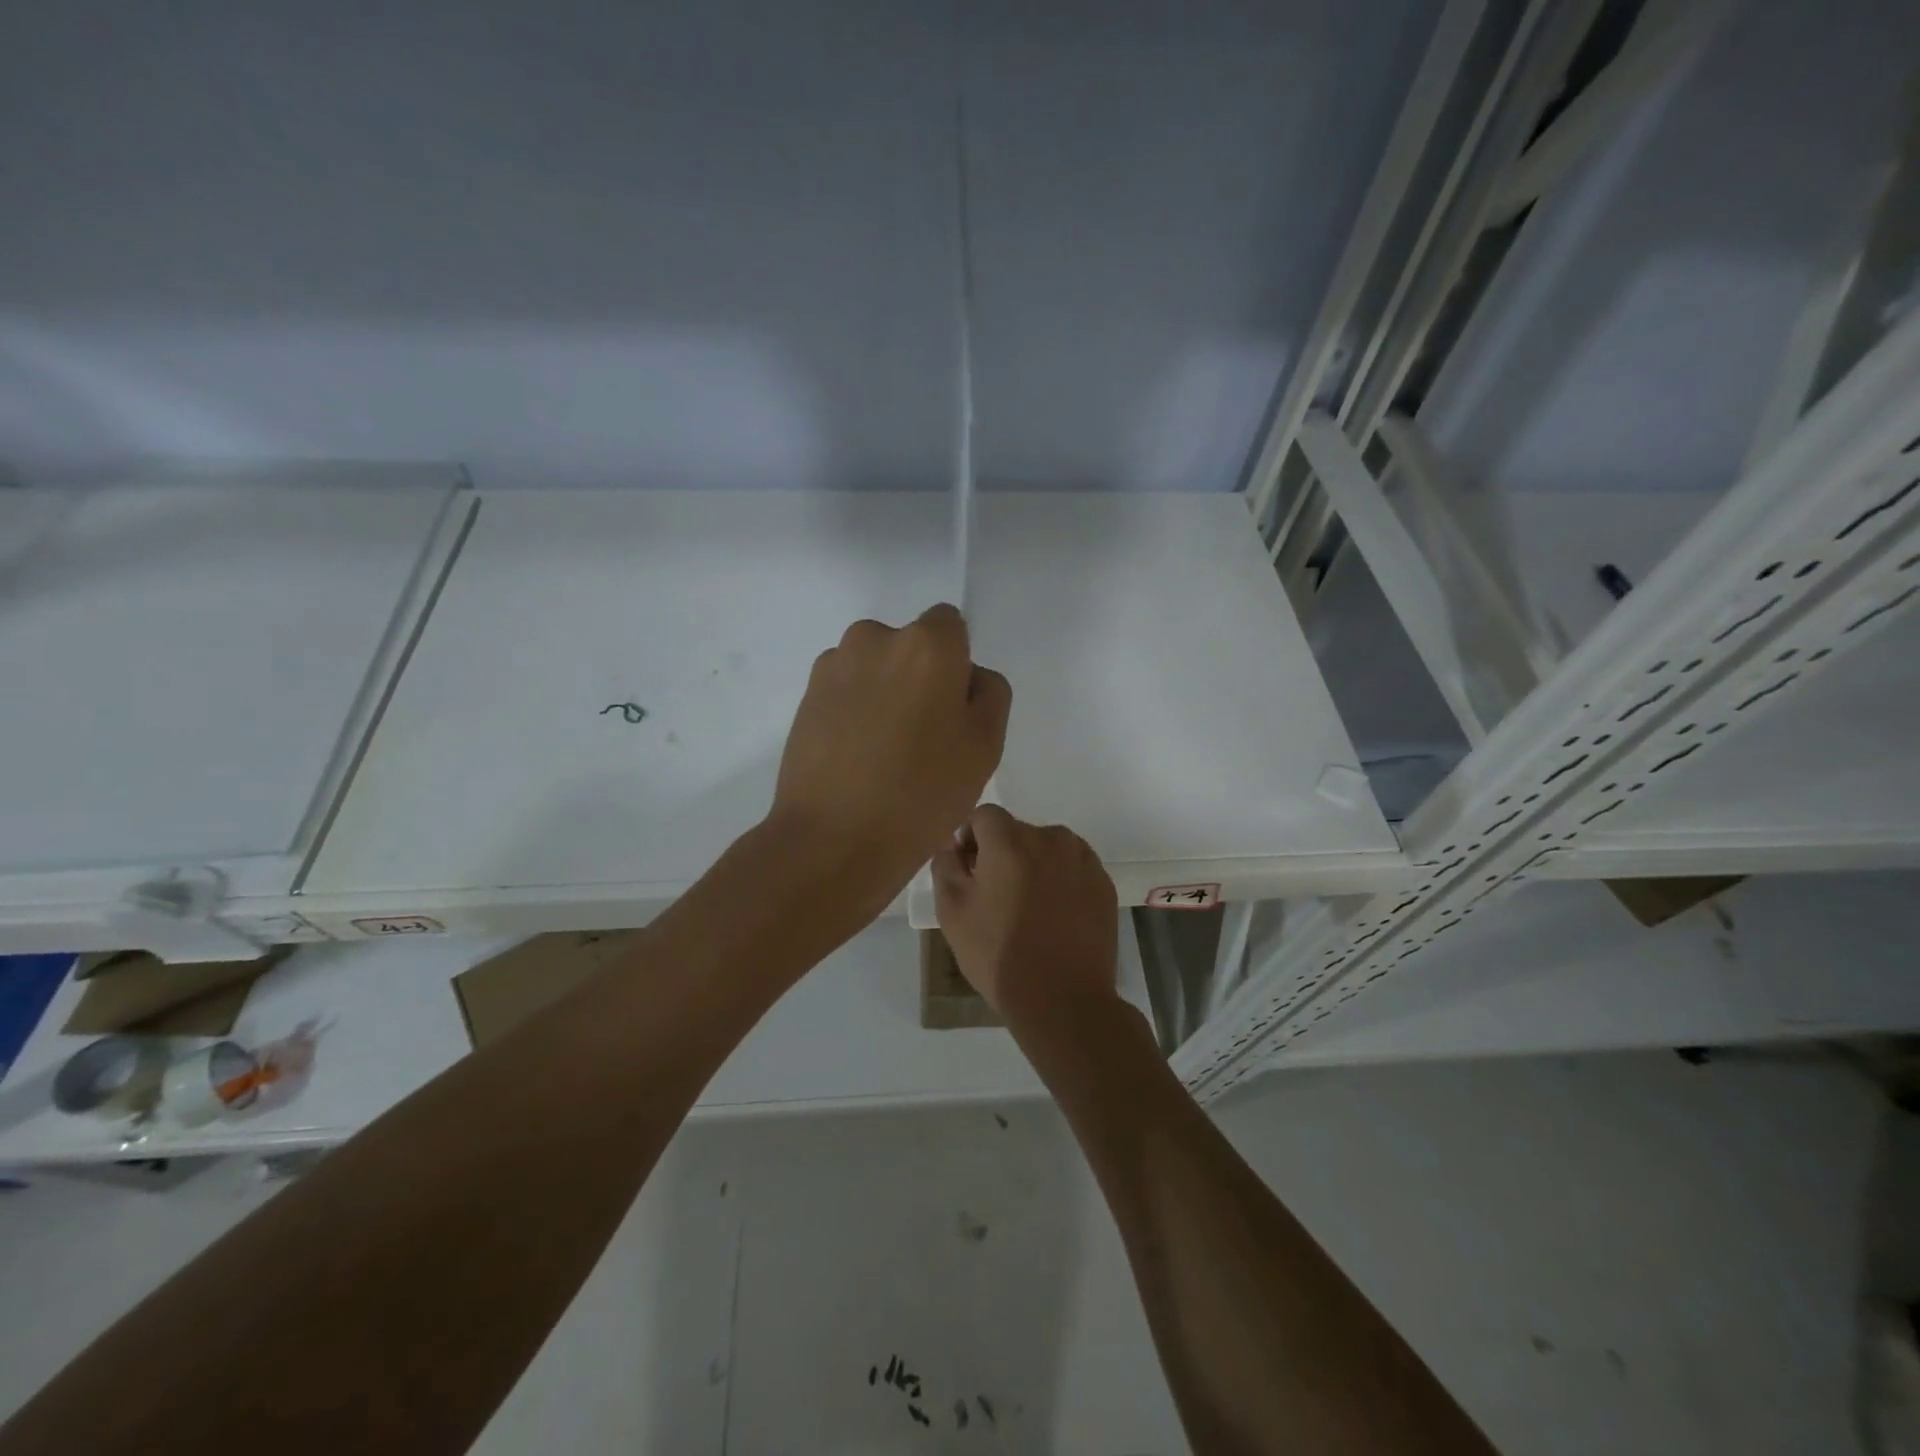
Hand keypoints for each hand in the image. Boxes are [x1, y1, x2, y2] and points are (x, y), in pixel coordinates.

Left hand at [771, 605, 1009, 904]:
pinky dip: (855, 710)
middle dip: (921, 677)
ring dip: (885, 692)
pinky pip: (846, 690)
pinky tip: (856, 758)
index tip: (953, 711)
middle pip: (911, 645)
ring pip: (876, 667)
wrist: (832, 839)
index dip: (958, 665)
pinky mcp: (805, 697)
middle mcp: (874, 638)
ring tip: (885, 753)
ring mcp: (833, 666)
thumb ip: (989, 692)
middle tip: (923, 738)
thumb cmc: (922, 794)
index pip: (952, 625)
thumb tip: (968, 676)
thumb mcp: (985, 745)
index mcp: (926, 644)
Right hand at [932, 805, 1118, 1034]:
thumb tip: (952, 845)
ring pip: (1047, 847)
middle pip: (1017, 831)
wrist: (1063, 1000)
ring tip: (1028, 907)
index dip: (971, 839)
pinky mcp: (1104, 883)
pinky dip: (1060, 880)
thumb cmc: (999, 954)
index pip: (984, 815)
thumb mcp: (952, 912)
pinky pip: (1072, 867)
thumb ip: (946, 865)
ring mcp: (1083, 860)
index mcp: (1011, 841)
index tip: (969, 872)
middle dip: (1001, 853)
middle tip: (995, 896)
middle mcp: (1051, 838)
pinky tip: (1054, 916)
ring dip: (1033, 864)